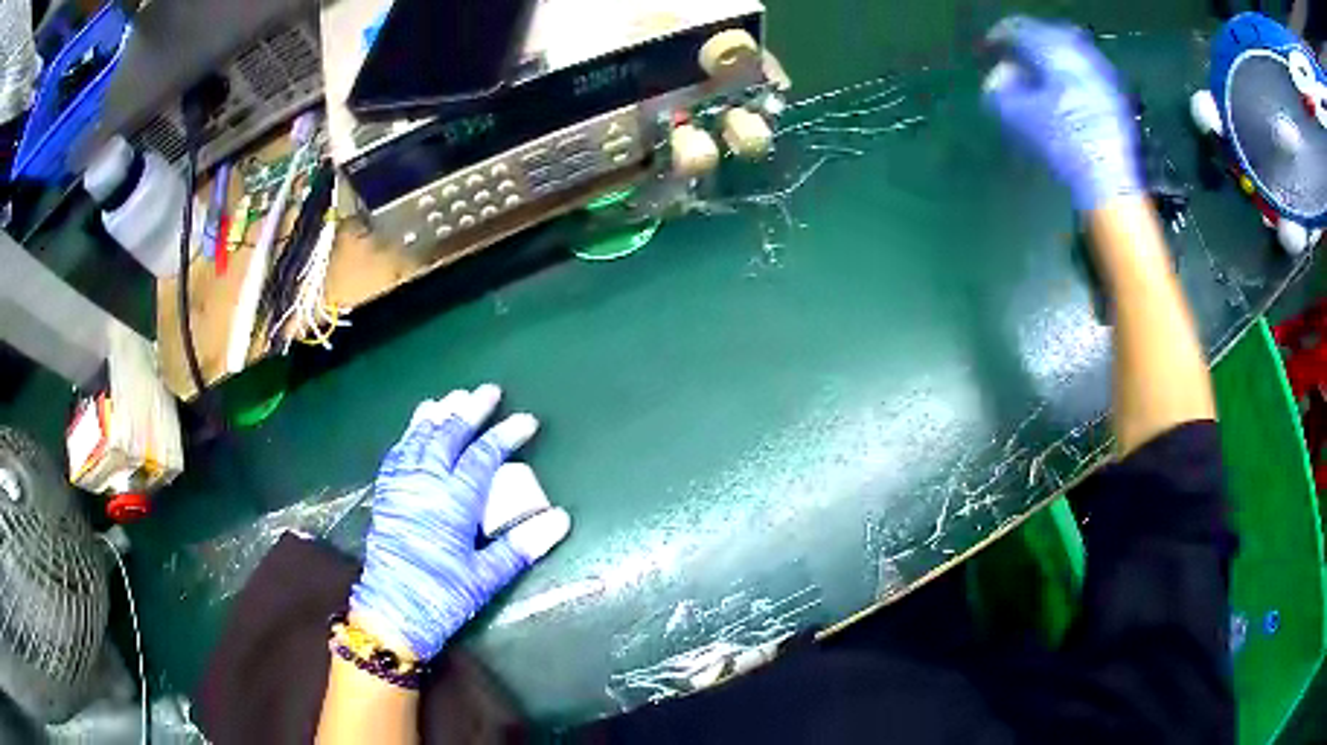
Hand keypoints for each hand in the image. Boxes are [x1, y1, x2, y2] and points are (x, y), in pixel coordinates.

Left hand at [350, 384, 570, 659]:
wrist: (392, 612)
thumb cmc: (442, 596)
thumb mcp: (486, 577)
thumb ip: (521, 546)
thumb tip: (562, 518)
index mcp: (452, 503)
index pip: (482, 457)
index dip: (505, 436)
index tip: (526, 420)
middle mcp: (425, 485)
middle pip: (448, 437)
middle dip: (470, 411)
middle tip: (488, 391)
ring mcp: (401, 488)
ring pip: (419, 440)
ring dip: (436, 416)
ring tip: (451, 397)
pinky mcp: (386, 496)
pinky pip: (396, 455)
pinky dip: (408, 436)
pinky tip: (415, 430)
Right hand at [983, 16, 1140, 210]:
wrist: (1111, 182)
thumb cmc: (1062, 145)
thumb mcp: (1019, 117)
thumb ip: (1000, 89)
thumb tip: (999, 75)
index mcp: (1052, 49)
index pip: (1017, 29)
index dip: (997, 37)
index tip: (986, 50)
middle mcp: (1078, 50)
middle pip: (1044, 33)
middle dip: (1026, 44)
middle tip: (1012, 59)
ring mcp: (1100, 70)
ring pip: (1067, 49)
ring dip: (1048, 56)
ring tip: (1037, 73)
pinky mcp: (1114, 92)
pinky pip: (1084, 67)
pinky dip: (1068, 71)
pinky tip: (1063, 88)